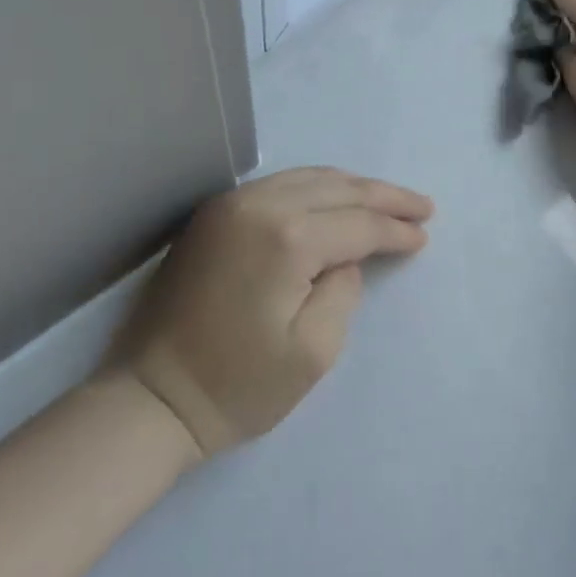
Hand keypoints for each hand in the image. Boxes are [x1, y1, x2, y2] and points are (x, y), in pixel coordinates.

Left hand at [103, 167, 433, 457]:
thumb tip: (345, 257)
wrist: (151, 398)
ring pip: (309, 177)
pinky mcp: (214, 214)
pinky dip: (317, 188)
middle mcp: (260, 204)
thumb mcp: (314, 351)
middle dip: (384, 197)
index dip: (396, 230)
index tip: (424, 237)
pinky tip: (335, 200)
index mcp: (287, 238)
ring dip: (352, 187)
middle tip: (421, 207)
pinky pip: (280, 185)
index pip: (359, 224)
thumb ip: (344, 290)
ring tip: (386, 200)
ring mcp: (232, 204)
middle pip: (339, 188)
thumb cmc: (238, 385)